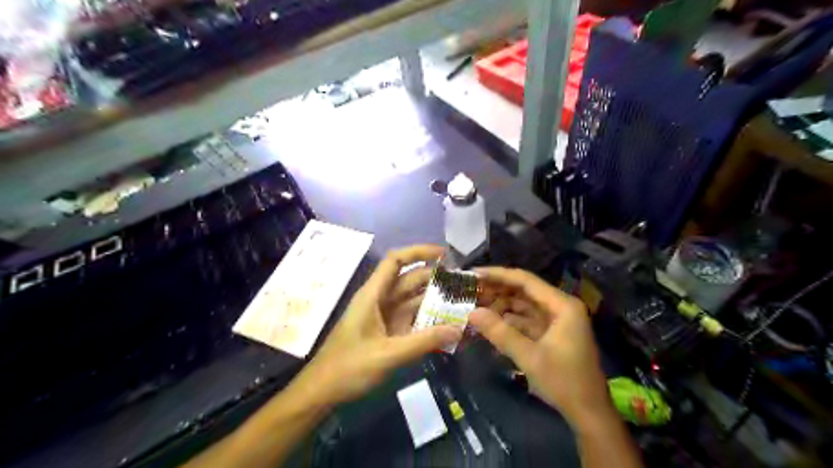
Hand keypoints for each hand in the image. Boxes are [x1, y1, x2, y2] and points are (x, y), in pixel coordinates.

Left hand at [290, 245, 462, 405]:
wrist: (323, 391)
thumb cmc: (349, 368)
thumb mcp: (388, 355)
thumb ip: (424, 341)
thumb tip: (458, 328)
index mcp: (373, 294)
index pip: (395, 261)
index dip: (419, 252)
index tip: (444, 255)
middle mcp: (380, 300)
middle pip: (410, 280)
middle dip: (436, 279)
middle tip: (465, 284)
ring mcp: (385, 316)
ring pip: (413, 300)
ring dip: (435, 300)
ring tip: (463, 302)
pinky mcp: (389, 332)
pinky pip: (412, 319)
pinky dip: (429, 319)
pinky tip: (447, 324)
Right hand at [468, 268, 609, 428]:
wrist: (589, 413)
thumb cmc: (564, 382)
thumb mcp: (529, 357)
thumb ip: (500, 333)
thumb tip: (471, 313)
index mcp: (562, 305)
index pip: (525, 281)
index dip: (498, 275)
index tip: (473, 274)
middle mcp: (560, 307)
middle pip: (524, 291)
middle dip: (497, 290)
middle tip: (469, 290)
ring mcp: (556, 320)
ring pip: (523, 305)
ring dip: (501, 305)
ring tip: (475, 305)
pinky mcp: (551, 333)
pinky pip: (526, 320)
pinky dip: (509, 320)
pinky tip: (490, 322)